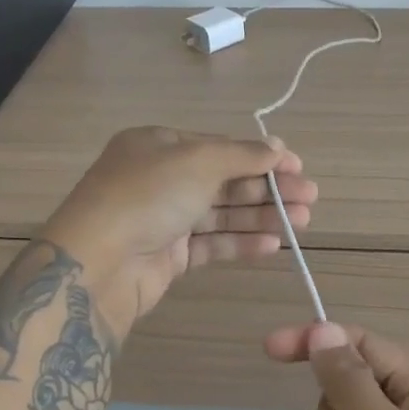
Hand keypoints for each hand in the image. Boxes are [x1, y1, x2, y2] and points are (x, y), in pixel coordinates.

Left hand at [41, 126, 315, 335]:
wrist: (98, 263)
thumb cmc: (147, 196)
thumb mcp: (197, 161)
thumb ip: (242, 155)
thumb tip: (277, 146)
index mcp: (159, 146)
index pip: (220, 147)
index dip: (261, 156)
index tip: (297, 166)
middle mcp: (161, 178)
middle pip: (225, 180)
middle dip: (269, 188)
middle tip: (310, 197)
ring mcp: (165, 218)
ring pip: (222, 214)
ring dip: (262, 216)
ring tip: (303, 221)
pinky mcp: (169, 255)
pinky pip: (211, 243)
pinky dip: (241, 242)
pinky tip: (273, 245)